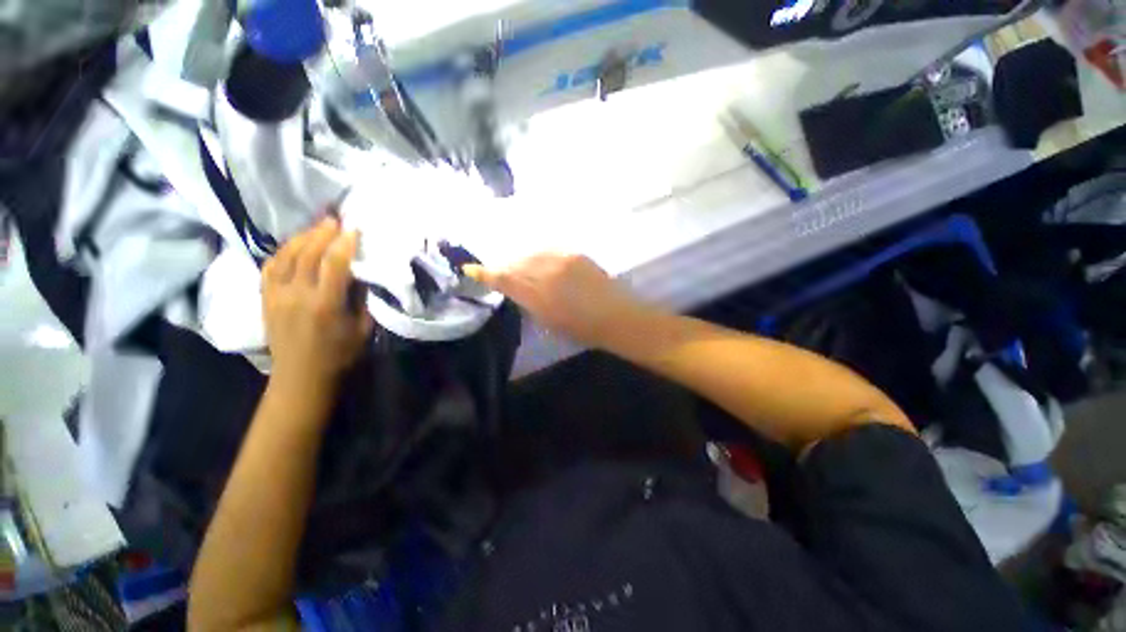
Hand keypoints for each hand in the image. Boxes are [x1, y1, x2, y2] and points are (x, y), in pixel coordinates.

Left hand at [261, 218, 372, 390]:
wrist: (300, 377)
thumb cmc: (340, 355)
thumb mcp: (362, 329)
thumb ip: (362, 300)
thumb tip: (362, 274)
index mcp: (325, 305)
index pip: (333, 264)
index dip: (344, 243)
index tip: (355, 228)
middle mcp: (296, 295)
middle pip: (307, 254)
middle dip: (322, 233)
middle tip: (335, 219)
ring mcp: (276, 295)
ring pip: (285, 255)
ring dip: (302, 237)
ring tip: (317, 226)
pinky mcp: (264, 298)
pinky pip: (270, 266)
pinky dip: (283, 251)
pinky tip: (294, 244)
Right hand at [464, 253, 644, 346]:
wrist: (616, 316)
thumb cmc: (582, 329)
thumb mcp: (549, 322)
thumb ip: (530, 303)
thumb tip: (518, 291)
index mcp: (537, 296)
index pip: (505, 279)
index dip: (486, 274)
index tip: (471, 268)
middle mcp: (546, 273)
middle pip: (517, 264)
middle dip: (506, 267)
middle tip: (501, 271)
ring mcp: (562, 260)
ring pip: (532, 254)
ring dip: (523, 260)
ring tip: (522, 266)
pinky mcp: (575, 254)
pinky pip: (550, 251)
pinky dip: (541, 256)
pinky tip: (542, 262)